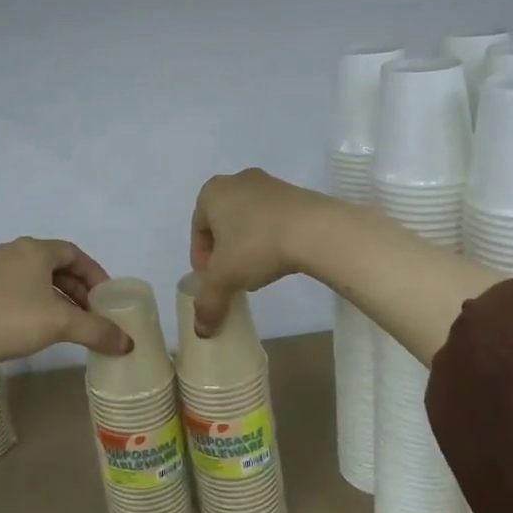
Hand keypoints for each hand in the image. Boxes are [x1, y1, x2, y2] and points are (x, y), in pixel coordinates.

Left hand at [0, 237, 130, 369]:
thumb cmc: (12, 319)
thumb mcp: (61, 324)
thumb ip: (97, 330)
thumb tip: (128, 344)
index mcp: (34, 250)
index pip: (73, 253)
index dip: (94, 273)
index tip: (106, 296)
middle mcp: (12, 252)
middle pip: (54, 265)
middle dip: (77, 289)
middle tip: (91, 313)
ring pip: (33, 279)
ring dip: (55, 298)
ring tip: (68, 323)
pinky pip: (15, 290)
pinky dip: (33, 303)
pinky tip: (36, 327)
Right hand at [188, 169, 334, 334]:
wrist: (314, 230)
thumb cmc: (257, 246)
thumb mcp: (224, 279)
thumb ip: (208, 303)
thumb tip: (202, 331)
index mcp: (212, 193)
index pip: (198, 229)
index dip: (202, 259)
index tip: (211, 280)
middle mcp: (237, 180)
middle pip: (223, 222)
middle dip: (225, 250)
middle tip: (232, 276)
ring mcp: (270, 184)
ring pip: (249, 219)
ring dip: (248, 243)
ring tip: (258, 269)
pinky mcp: (296, 192)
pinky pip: (274, 217)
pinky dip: (271, 236)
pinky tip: (280, 257)